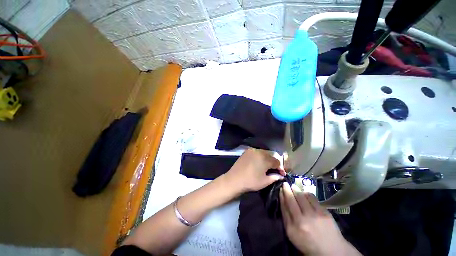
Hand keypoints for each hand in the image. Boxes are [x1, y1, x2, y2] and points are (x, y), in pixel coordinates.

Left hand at [223, 148, 284, 193]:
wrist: (234, 179)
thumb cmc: (251, 181)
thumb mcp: (265, 181)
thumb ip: (275, 177)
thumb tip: (280, 175)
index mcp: (265, 158)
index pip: (277, 161)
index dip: (280, 168)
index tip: (281, 174)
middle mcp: (259, 151)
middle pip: (271, 155)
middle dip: (274, 162)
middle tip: (274, 170)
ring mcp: (252, 150)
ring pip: (264, 153)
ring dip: (267, 159)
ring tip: (267, 166)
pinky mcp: (247, 151)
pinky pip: (257, 152)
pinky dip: (260, 156)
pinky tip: (259, 163)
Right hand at [280, 183, 360, 255]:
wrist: (331, 250)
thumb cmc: (308, 243)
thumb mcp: (293, 234)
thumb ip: (287, 217)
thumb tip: (283, 199)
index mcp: (292, 228)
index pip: (284, 207)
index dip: (281, 196)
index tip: (280, 189)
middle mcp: (302, 220)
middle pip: (291, 199)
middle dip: (287, 189)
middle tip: (285, 183)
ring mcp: (314, 216)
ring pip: (301, 196)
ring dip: (296, 189)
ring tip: (294, 187)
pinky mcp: (324, 212)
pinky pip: (312, 198)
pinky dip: (306, 193)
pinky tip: (305, 193)